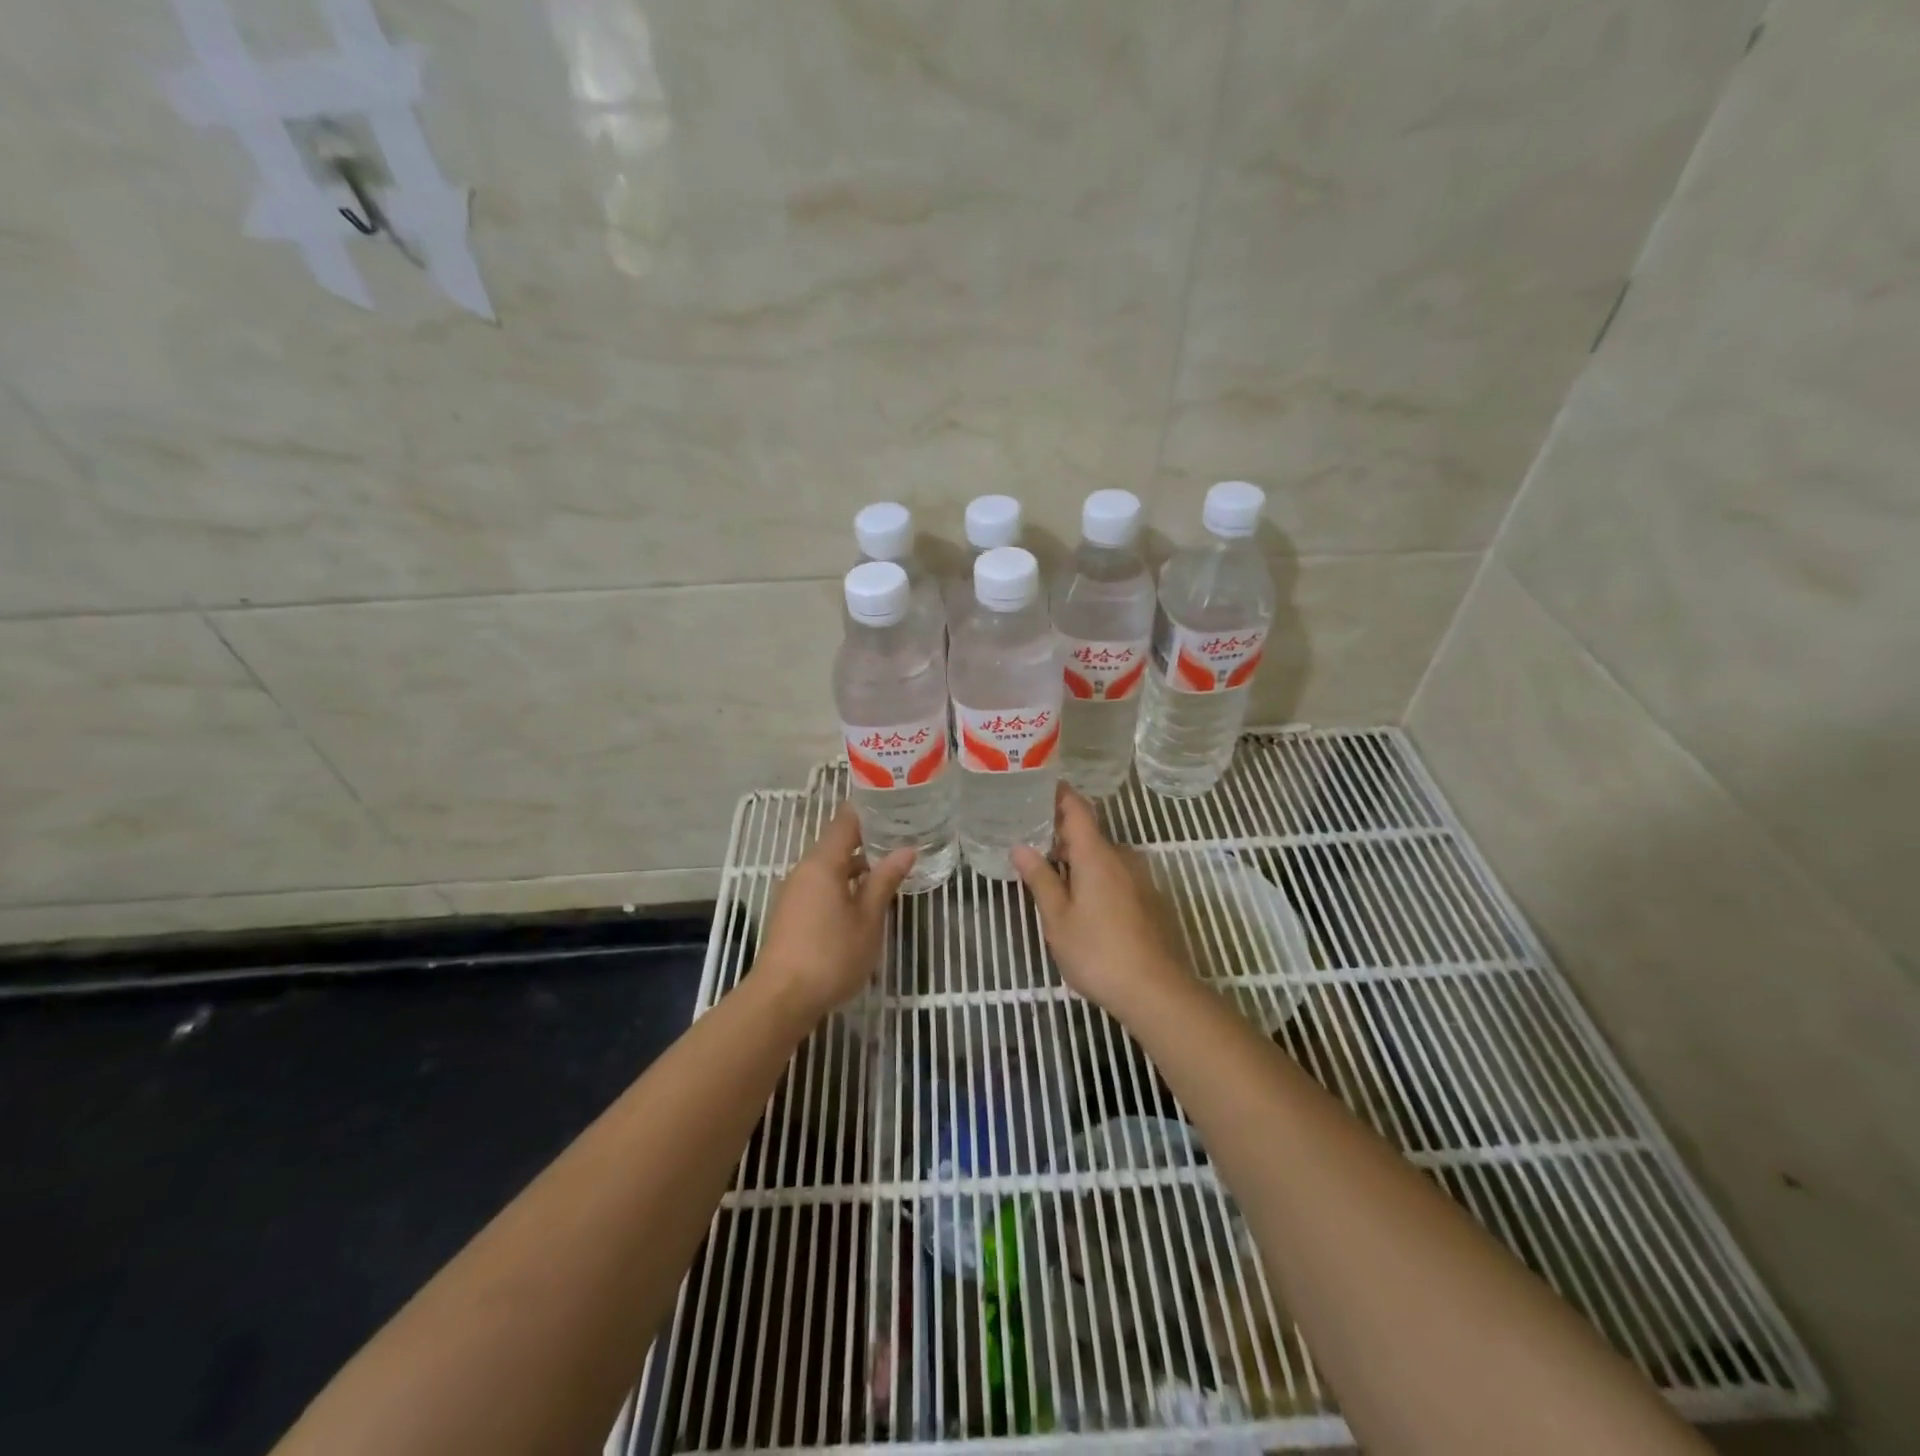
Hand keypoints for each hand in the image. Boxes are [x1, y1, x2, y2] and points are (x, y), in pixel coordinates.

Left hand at [755, 806, 913, 1020]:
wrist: (782, 998)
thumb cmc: (831, 954)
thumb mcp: (868, 918)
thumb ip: (885, 881)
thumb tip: (906, 849)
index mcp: (823, 863)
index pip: (846, 821)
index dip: (870, 811)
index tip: (896, 807)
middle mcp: (804, 870)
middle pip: (837, 843)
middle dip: (868, 840)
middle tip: (902, 838)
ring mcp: (794, 892)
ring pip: (829, 867)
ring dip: (857, 866)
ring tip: (889, 869)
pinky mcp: (791, 913)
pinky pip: (821, 886)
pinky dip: (843, 884)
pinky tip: (864, 900)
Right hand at [1011, 785, 1192, 1018]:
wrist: (1157, 991)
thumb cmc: (1098, 952)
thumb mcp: (1058, 919)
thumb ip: (1040, 880)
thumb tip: (1020, 847)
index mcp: (1097, 855)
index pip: (1077, 808)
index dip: (1058, 794)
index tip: (1037, 788)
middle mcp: (1122, 858)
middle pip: (1089, 833)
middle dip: (1061, 834)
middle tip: (1030, 842)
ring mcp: (1140, 879)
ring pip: (1103, 857)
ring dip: (1078, 860)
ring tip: (1050, 876)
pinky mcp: (1150, 900)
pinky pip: (1117, 876)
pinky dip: (1096, 878)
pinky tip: (1082, 902)